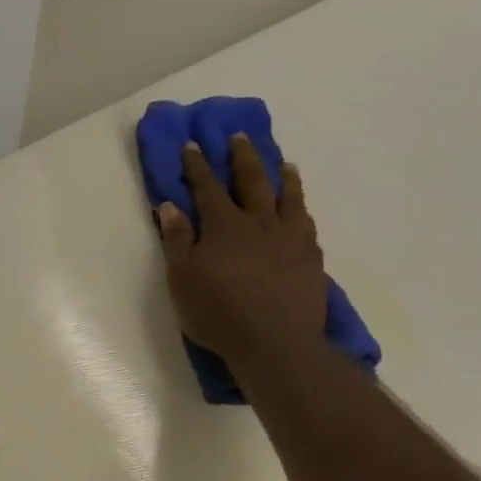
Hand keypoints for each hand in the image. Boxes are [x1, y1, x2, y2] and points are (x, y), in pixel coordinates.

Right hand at [156, 136, 327, 367]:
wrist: (275, 343)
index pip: (207, 187)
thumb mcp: (183, 280)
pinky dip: (301, 207)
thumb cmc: (218, 314)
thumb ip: (177, 240)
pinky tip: (300, 208)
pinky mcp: (310, 256)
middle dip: (242, 157)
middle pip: (252, 180)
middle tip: (239, 137)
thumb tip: (170, 205)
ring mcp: (289, 237)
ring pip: (287, 196)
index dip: (197, 165)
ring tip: (283, 163)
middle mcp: (259, 222)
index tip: (192, 145)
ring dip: (282, 176)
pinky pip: (306, 222)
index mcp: (223, 226)